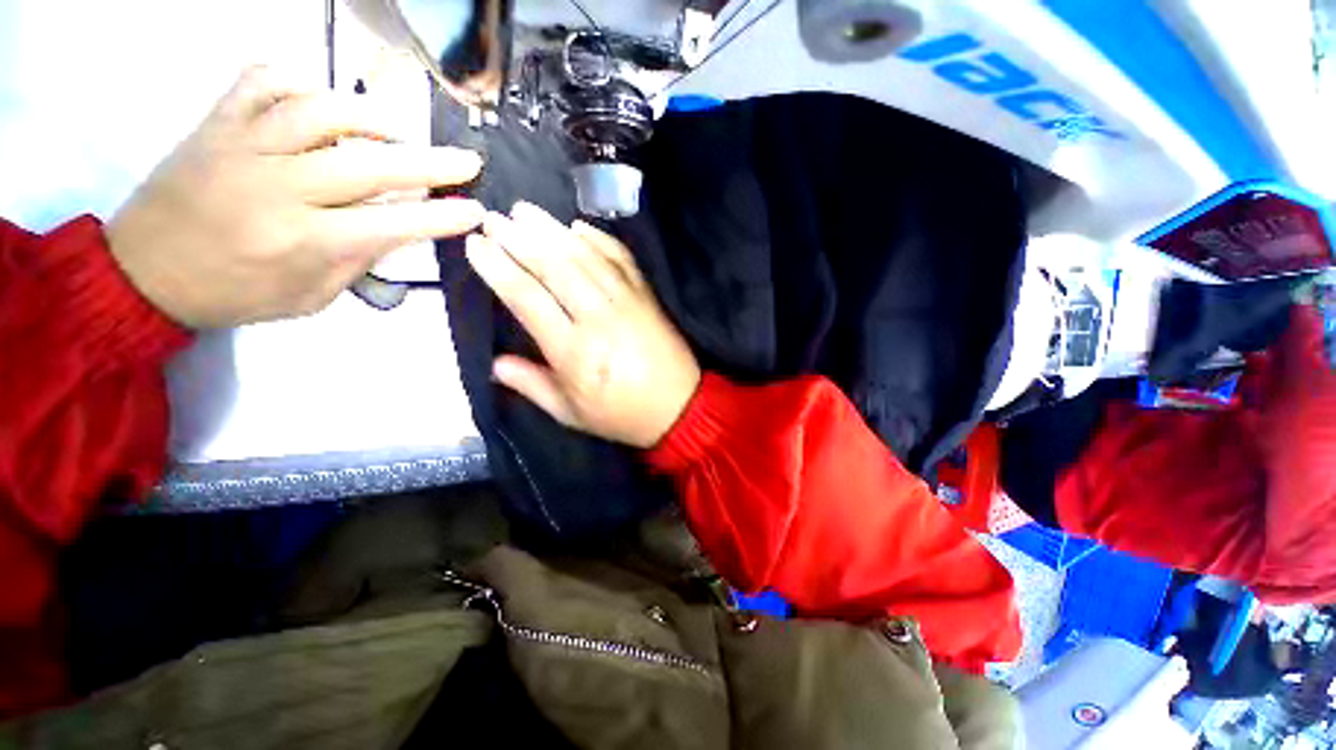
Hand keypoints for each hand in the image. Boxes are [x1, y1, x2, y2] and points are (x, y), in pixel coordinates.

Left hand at [106, 66, 484, 327]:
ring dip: (373, 117)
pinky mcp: (218, 121)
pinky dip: (301, 80)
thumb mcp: (312, 297)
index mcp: (303, 241)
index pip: (392, 224)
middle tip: (467, 160)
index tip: (476, 210)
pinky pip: (263, 80)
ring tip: (399, 130)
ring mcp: (244, 145)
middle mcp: (277, 187)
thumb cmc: (236, 293)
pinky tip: (323, 100)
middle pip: (369, 165)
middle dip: (430, 163)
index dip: (441, 218)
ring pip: (321, 111)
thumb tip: (400, 227)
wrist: (145, 271)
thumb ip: (358, 259)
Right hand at [465, 202, 700, 447]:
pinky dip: (599, 239)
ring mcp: (626, 302)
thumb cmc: (622, 414)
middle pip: (554, 267)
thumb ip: (532, 386)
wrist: (679, 407)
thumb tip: (494, 363)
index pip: (527, 298)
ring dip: (553, 230)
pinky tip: (579, 227)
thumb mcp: (571, 414)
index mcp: (574, 351)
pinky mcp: (647, 296)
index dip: (498, 268)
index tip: (476, 244)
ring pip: (585, 257)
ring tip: (525, 211)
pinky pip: (621, 259)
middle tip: (494, 218)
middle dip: (520, 239)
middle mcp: (598, 318)